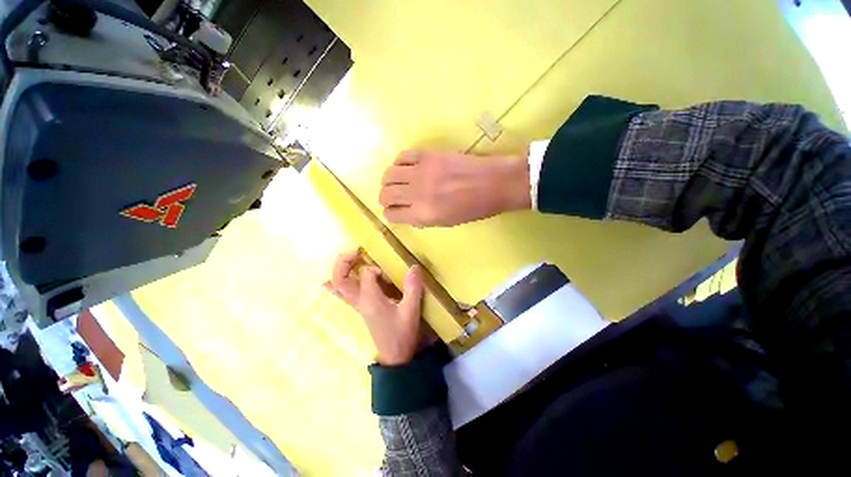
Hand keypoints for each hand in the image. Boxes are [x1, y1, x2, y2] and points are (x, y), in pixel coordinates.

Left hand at [325, 249, 424, 365]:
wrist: (395, 357)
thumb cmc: (402, 333)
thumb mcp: (411, 311)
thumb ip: (412, 288)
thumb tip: (414, 266)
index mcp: (370, 299)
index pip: (367, 275)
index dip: (375, 268)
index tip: (387, 271)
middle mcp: (360, 301)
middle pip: (340, 280)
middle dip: (344, 262)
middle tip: (356, 250)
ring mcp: (358, 305)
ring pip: (339, 287)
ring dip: (341, 270)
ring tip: (350, 257)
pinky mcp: (362, 309)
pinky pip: (343, 295)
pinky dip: (337, 285)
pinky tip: (332, 281)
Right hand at [379, 150, 530, 226]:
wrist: (494, 183)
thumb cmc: (474, 209)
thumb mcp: (446, 222)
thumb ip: (421, 218)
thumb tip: (406, 211)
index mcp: (423, 214)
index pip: (392, 215)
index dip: (390, 214)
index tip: (393, 212)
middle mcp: (417, 193)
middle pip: (385, 194)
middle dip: (385, 198)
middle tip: (391, 198)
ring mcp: (422, 171)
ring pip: (389, 174)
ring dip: (389, 181)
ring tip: (396, 183)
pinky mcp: (428, 154)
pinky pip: (402, 156)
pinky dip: (399, 163)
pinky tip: (405, 168)